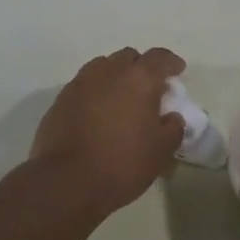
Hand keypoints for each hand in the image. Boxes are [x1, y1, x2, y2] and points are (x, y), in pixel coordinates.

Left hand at [31, 48, 186, 212]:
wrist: (65, 181)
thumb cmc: (121, 164)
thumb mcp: (160, 151)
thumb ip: (172, 128)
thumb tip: (171, 117)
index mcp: (139, 79)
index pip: (160, 57)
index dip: (171, 62)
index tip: (178, 71)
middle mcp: (109, 71)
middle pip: (129, 57)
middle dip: (141, 68)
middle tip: (149, 89)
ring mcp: (81, 82)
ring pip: (104, 67)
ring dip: (116, 77)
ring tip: (121, 99)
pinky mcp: (61, 98)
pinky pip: (85, 85)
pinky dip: (96, 92)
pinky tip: (98, 113)